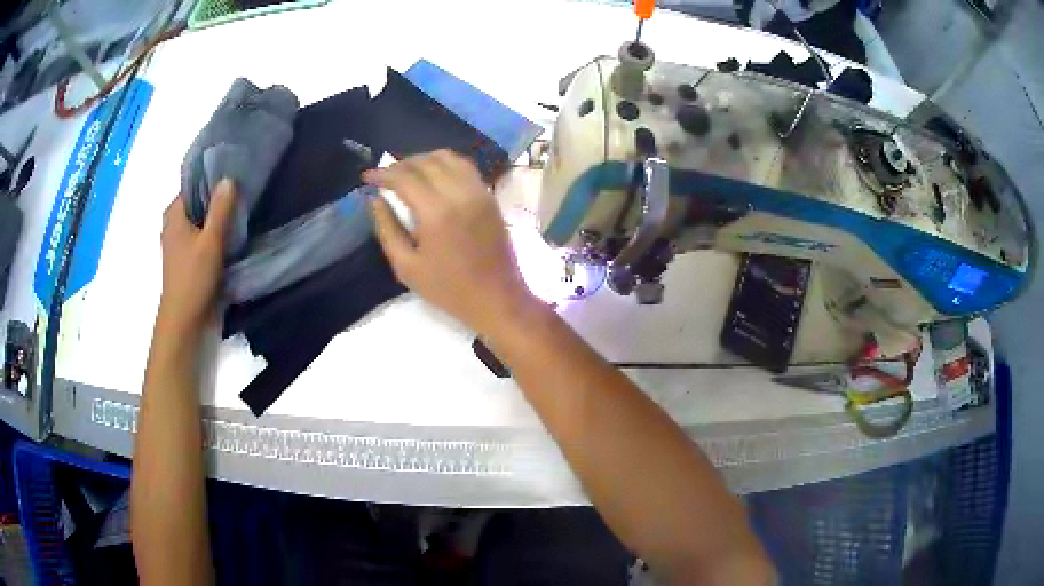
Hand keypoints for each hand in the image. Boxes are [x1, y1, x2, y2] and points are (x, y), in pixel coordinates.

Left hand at [158, 180, 236, 334]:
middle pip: (197, 201)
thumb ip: (221, 209)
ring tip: (240, 211)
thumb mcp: (211, 241)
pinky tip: (229, 234)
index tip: (236, 174)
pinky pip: (200, 235)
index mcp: (174, 214)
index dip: (213, 177)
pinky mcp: (185, 258)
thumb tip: (228, 178)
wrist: (184, 321)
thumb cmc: (194, 279)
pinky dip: (212, 232)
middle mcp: (172, 224)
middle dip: (217, 197)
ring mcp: (178, 242)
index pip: (193, 183)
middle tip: (243, 192)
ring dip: (216, 217)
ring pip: (199, 219)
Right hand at [363, 150, 538, 333]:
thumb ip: (387, 229)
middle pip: (425, 162)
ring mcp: (478, 191)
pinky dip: (445, 164)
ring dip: (423, 160)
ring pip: (447, 158)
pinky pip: (465, 166)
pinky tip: (433, 176)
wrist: (496, 297)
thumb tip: (375, 199)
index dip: (382, 173)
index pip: (404, 177)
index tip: (367, 176)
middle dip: (400, 164)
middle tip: (385, 176)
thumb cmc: (448, 289)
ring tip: (407, 173)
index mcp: (436, 212)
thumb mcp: (406, 267)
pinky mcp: (489, 195)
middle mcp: (459, 193)